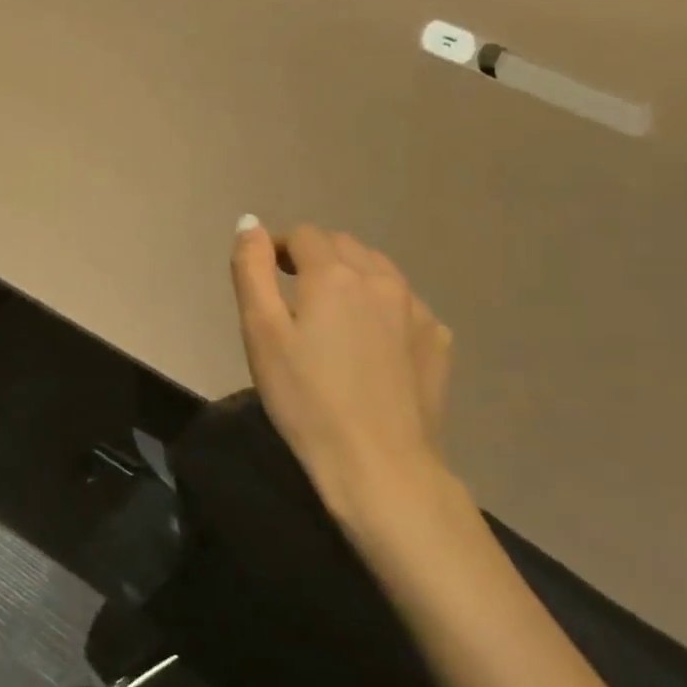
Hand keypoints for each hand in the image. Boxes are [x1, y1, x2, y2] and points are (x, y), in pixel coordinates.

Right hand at [229, 217, 460, 546]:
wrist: (377, 463)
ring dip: (349, 275)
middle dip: (313, 256)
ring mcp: (417, 310)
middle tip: (290, 294)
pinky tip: (369, 339)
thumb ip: (251, 269)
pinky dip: (381, 305)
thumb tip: (249, 223)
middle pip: (343, 245)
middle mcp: (381, 280)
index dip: (277, 247)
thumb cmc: (305, 397)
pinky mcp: (437, 341)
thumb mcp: (260, 331)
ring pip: (378, 270)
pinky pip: (404, 303)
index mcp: (335, 274)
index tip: (263, 275)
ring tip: (329, 313)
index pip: (303, 235)